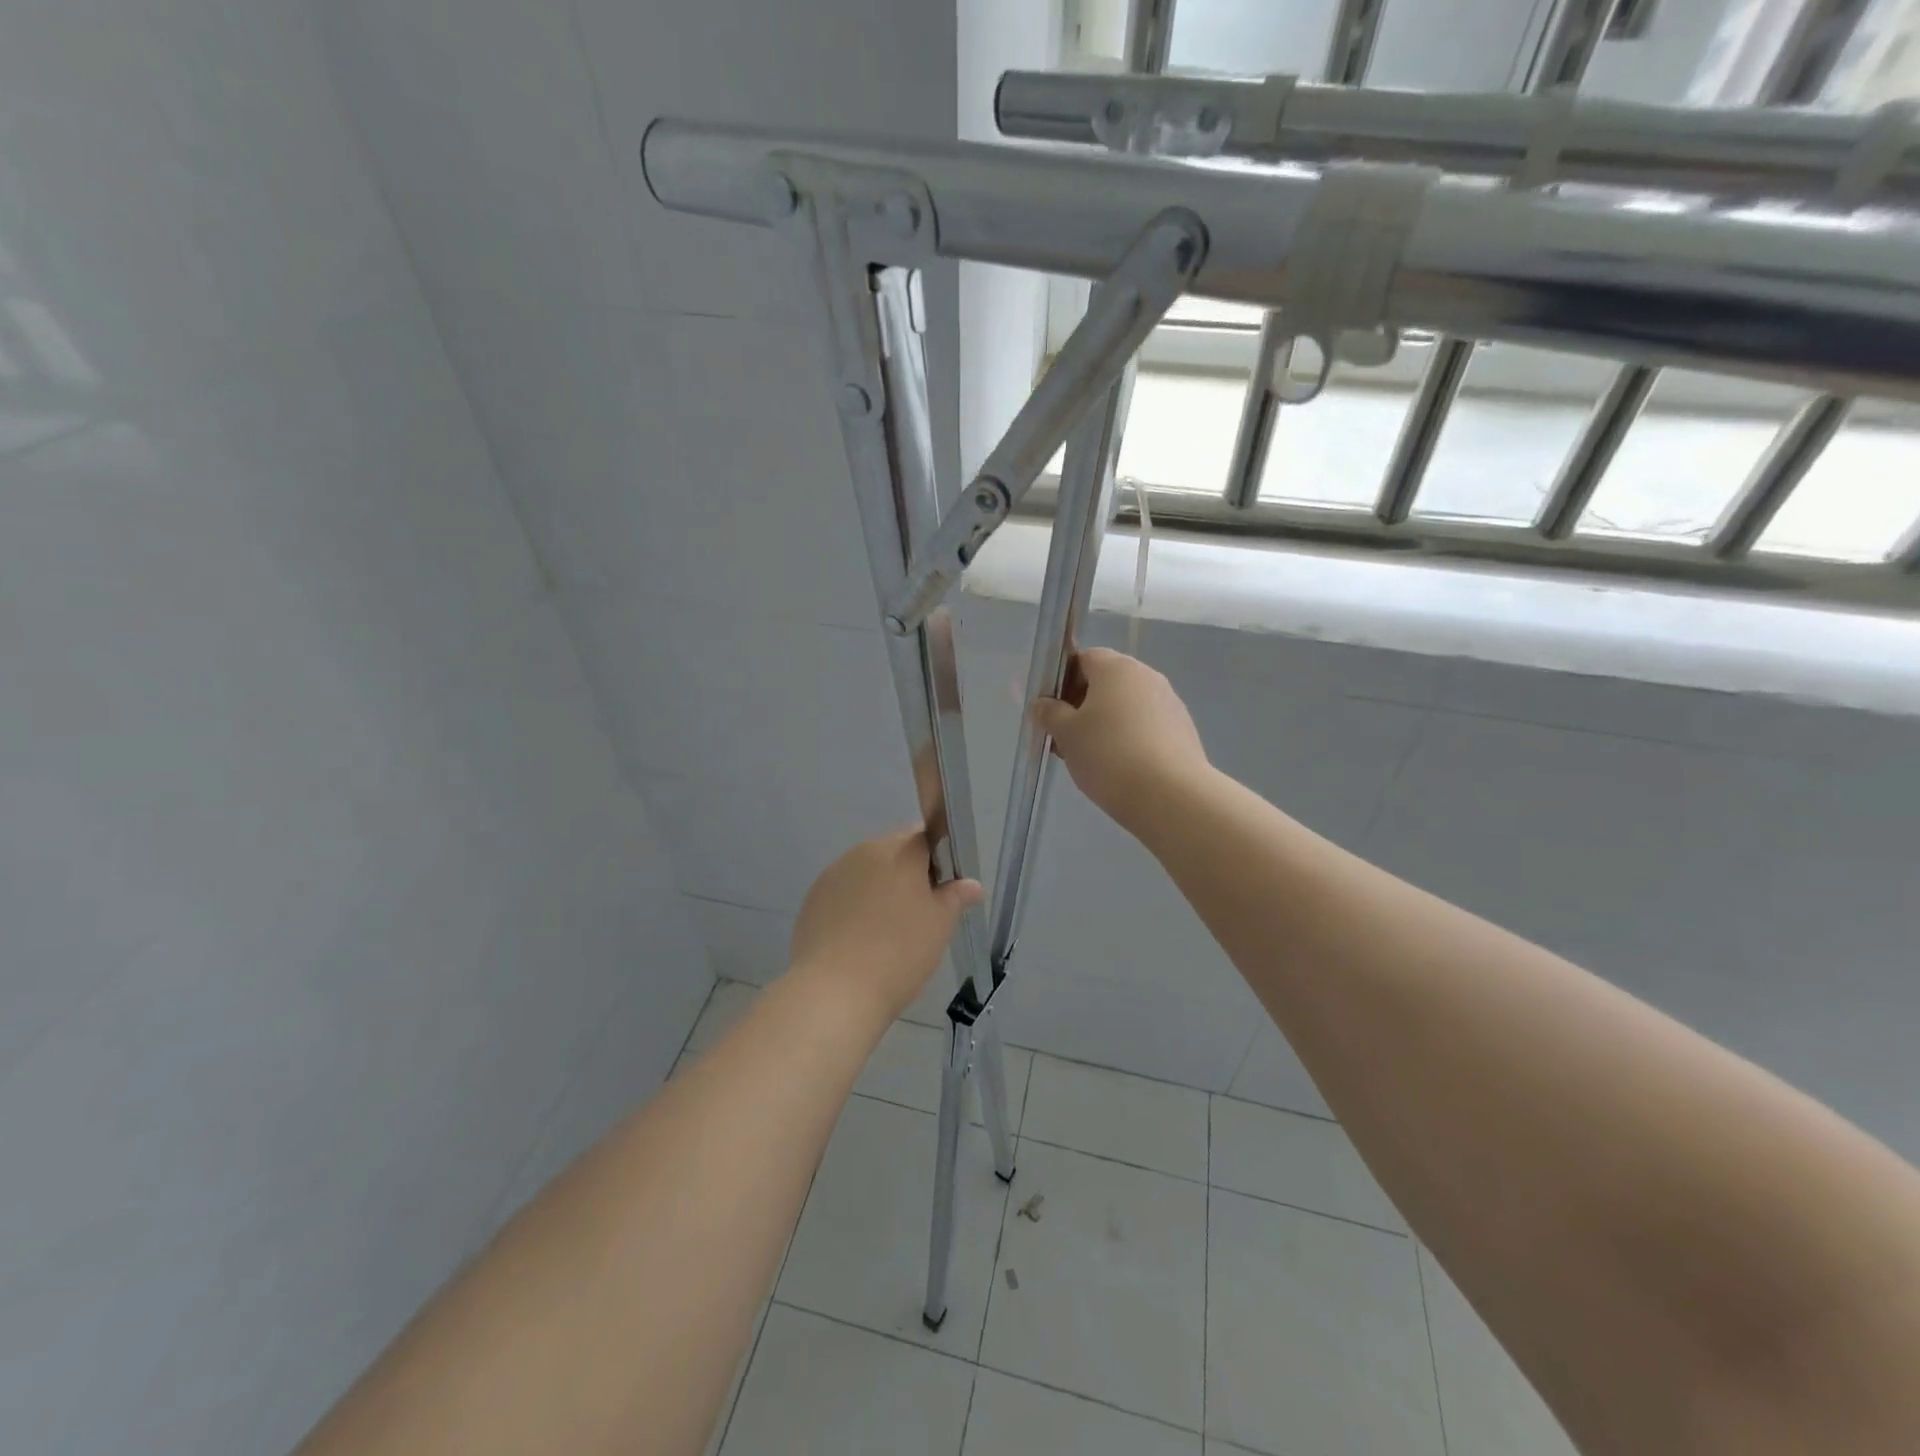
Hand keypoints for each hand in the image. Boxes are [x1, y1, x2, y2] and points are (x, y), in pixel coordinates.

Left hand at [788, 829, 982, 1021]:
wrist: (835, 991)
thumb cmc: (899, 953)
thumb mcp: (939, 926)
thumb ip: (955, 897)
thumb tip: (971, 884)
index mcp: (899, 851)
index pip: (925, 837)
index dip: (938, 858)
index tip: (943, 889)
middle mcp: (864, 852)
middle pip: (894, 851)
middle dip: (908, 873)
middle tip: (920, 913)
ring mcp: (834, 874)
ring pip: (866, 871)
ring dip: (880, 888)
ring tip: (887, 929)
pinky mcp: (813, 898)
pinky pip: (844, 892)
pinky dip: (855, 905)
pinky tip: (859, 938)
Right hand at [1034, 648, 1210, 830]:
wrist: (1170, 796)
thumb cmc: (1109, 756)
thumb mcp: (1066, 735)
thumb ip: (1050, 714)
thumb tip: (1043, 703)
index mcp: (1116, 668)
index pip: (1084, 658)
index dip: (1064, 681)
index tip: (1053, 711)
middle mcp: (1147, 676)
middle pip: (1107, 682)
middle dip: (1083, 705)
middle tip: (1067, 738)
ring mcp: (1169, 703)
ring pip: (1127, 706)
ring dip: (1106, 724)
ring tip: (1092, 759)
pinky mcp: (1183, 730)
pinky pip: (1146, 726)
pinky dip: (1130, 738)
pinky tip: (1121, 768)